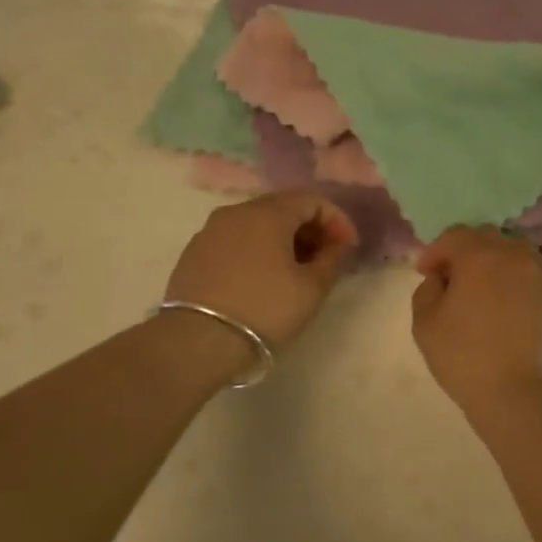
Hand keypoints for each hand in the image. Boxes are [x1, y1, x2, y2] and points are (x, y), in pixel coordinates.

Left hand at [165, 191, 357, 349]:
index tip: (348, 248)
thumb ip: (331, 259)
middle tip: (325, 258)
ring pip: (255, 224)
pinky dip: (256, 250)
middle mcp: (235, 212)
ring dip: (282, 240)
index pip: (311, 200)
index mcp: (267, 213)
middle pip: (281, 208)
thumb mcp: (311, 289)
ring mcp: (210, 231)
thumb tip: (336, 245)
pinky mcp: (194, 253)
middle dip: (309, 229)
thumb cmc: (265, 310)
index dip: (336, 220)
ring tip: (295, 270)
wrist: (199, 341)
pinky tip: (262, 278)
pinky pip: (234, 241)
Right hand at [411, 227, 541, 410]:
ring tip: (484, 290)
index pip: (454, 236)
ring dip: (495, 263)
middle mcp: (515, 255)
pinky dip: (516, 282)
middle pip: (487, 238)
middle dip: (466, 252)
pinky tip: (507, 307)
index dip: (435, 251)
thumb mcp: (424, 321)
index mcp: (480, 256)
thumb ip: (427, 289)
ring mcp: (541, 275)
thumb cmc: (461, 355)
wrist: (512, 390)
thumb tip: (441, 279)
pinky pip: (532, 276)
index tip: (425, 273)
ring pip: (514, 253)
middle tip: (453, 279)